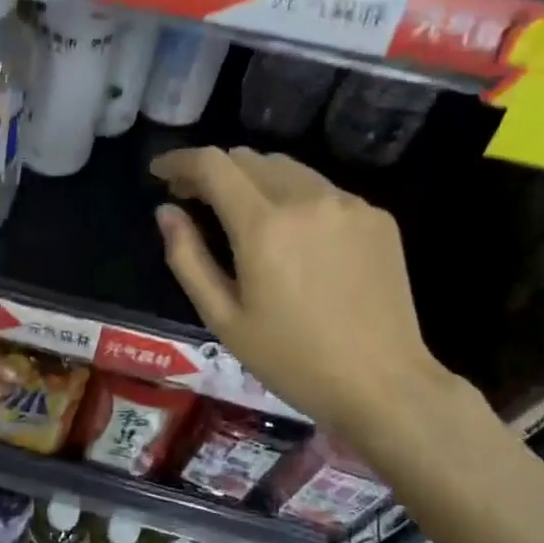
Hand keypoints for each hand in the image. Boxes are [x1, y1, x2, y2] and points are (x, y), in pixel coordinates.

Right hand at [150, 147, 450, 441]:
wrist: (384, 384)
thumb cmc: (291, 359)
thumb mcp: (222, 317)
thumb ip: (187, 257)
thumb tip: (166, 211)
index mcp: (264, 225)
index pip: (212, 164)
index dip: (179, 160)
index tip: (159, 172)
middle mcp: (307, 199)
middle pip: (248, 158)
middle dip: (213, 170)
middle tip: (192, 198)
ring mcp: (348, 204)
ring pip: (287, 168)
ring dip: (252, 179)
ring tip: (239, 212)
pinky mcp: (376, 216)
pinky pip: (322, 190)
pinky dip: (293, 198)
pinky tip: (291, 235)